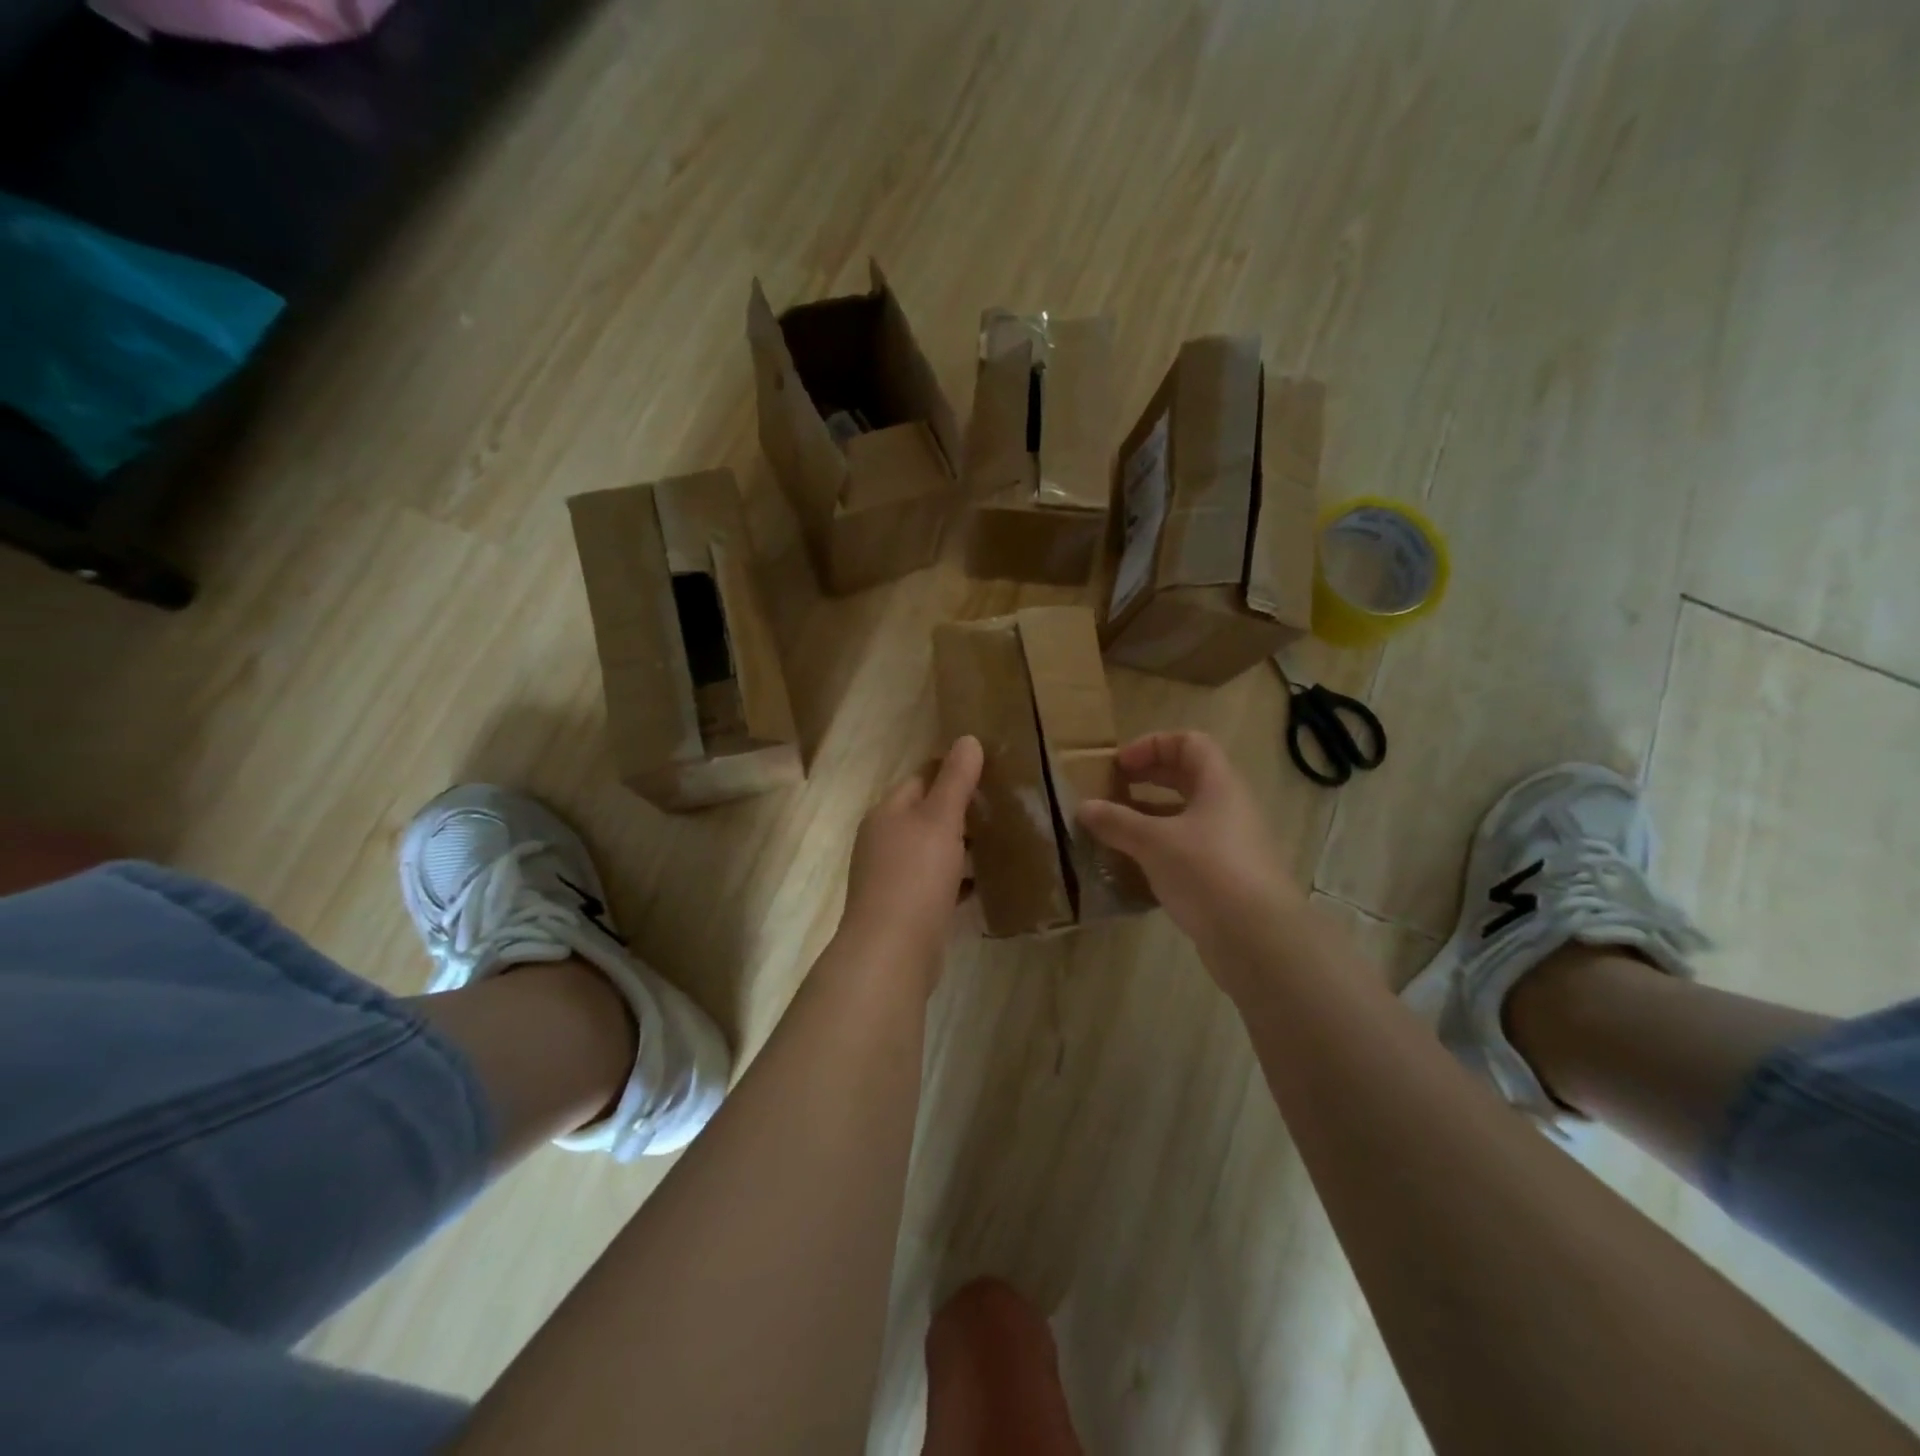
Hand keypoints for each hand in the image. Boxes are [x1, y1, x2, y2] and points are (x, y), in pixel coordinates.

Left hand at [839, 736, 983, 987]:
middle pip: (926, 815)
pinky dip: (957, 880)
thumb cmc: (915, 876)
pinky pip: (936, 884)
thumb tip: (968, 739)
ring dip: (961, 846)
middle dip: (960, 811)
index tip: (990, 772)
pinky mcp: (904, 908)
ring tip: (1001, 842)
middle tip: (1003, 808)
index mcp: (887, 813)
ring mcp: (891, 877)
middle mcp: (883, 841)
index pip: (920, 778)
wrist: (892, 951)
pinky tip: (984, 883)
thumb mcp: (939, 820)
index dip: (952, 772)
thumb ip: (955, 780)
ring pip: (932, 851)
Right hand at [1077, 731, 1303, 959]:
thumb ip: (1117, 822)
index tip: (1120, 766)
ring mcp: (1228, 844)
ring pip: (1184, 816)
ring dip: (1149, 817)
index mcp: (1218, 785)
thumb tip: (1084, 807)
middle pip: (1186, 777)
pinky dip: (1158, 849)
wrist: (1258, 939)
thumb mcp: (1154, 842)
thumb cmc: (1207, 872)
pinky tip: (1132, 866)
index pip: (1189, 743)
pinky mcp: (1224, 877)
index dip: (1152, 745)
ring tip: (1114, 829)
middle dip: (1147, 779)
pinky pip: (1186, 849)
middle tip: (1112, 790)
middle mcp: (1228, 808)